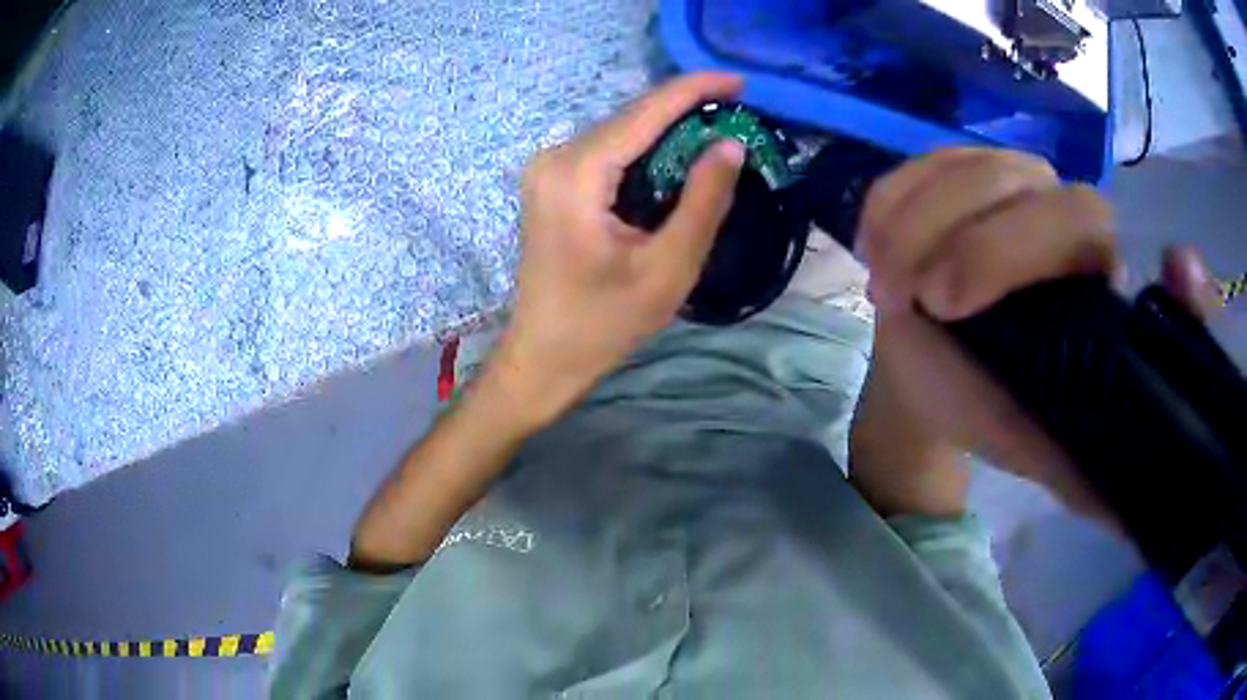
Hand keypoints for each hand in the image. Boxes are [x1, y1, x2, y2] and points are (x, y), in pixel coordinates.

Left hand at [485, 72, 746, 428]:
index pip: (644, 112)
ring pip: (620, 131)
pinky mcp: (552, 181)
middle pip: (630, 117)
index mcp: (577, 173)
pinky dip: (646, 150)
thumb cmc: (605, 323)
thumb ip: (704, 200)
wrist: (545, 356)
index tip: (740, 80)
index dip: (694, 89)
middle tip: (738, 113)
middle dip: (685, 110)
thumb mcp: (669, 267)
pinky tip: (679, 158)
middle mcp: (555, 157)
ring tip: (718, 132)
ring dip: (668, 130)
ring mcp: (548, 168)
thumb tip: (731, 144)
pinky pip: (608, 151)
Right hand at [849, 148, 1222, 519]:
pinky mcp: (949, 170)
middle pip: (1033, 190)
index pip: (1095, 231)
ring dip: (919, 226)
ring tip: (889, 290)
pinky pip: (920, 165)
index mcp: (1092, 277)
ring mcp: (1002, 182)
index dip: (1078, 241)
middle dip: (982, 246)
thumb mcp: (1047, 456)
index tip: (1132, 266)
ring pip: (970, 170)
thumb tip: (1149, 511)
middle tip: (928, 304)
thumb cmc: (991, 408)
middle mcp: (1058, 213)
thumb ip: (1099, 481)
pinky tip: (875, 245)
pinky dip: (891, 203)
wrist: (929, 374)